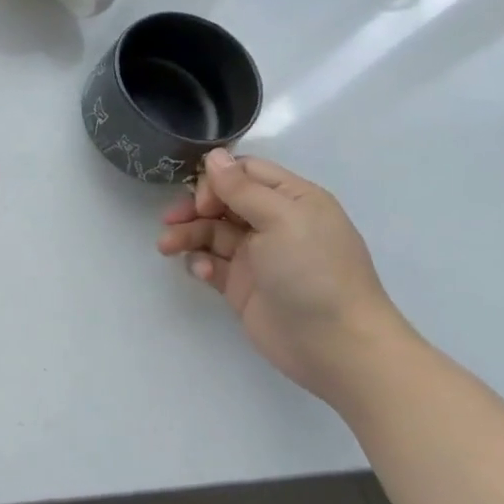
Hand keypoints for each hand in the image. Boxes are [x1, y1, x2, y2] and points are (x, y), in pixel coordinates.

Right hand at [158, 150, 412, 402]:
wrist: (337, 347)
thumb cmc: (314, 272)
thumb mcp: (281, 219)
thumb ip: (241, 187)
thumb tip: (214, 156)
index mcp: (292, 200)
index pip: (245, 172)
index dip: (218, 179)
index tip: (203, 199)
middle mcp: (274, 223)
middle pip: (222, 201)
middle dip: (194, 207)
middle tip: (173, 219)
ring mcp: (258, 256)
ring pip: (210, 232)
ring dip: (186, 234)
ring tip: (166, 247)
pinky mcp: (243, 286)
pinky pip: (212, 264)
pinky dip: (200, 263)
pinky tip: (201, 273)